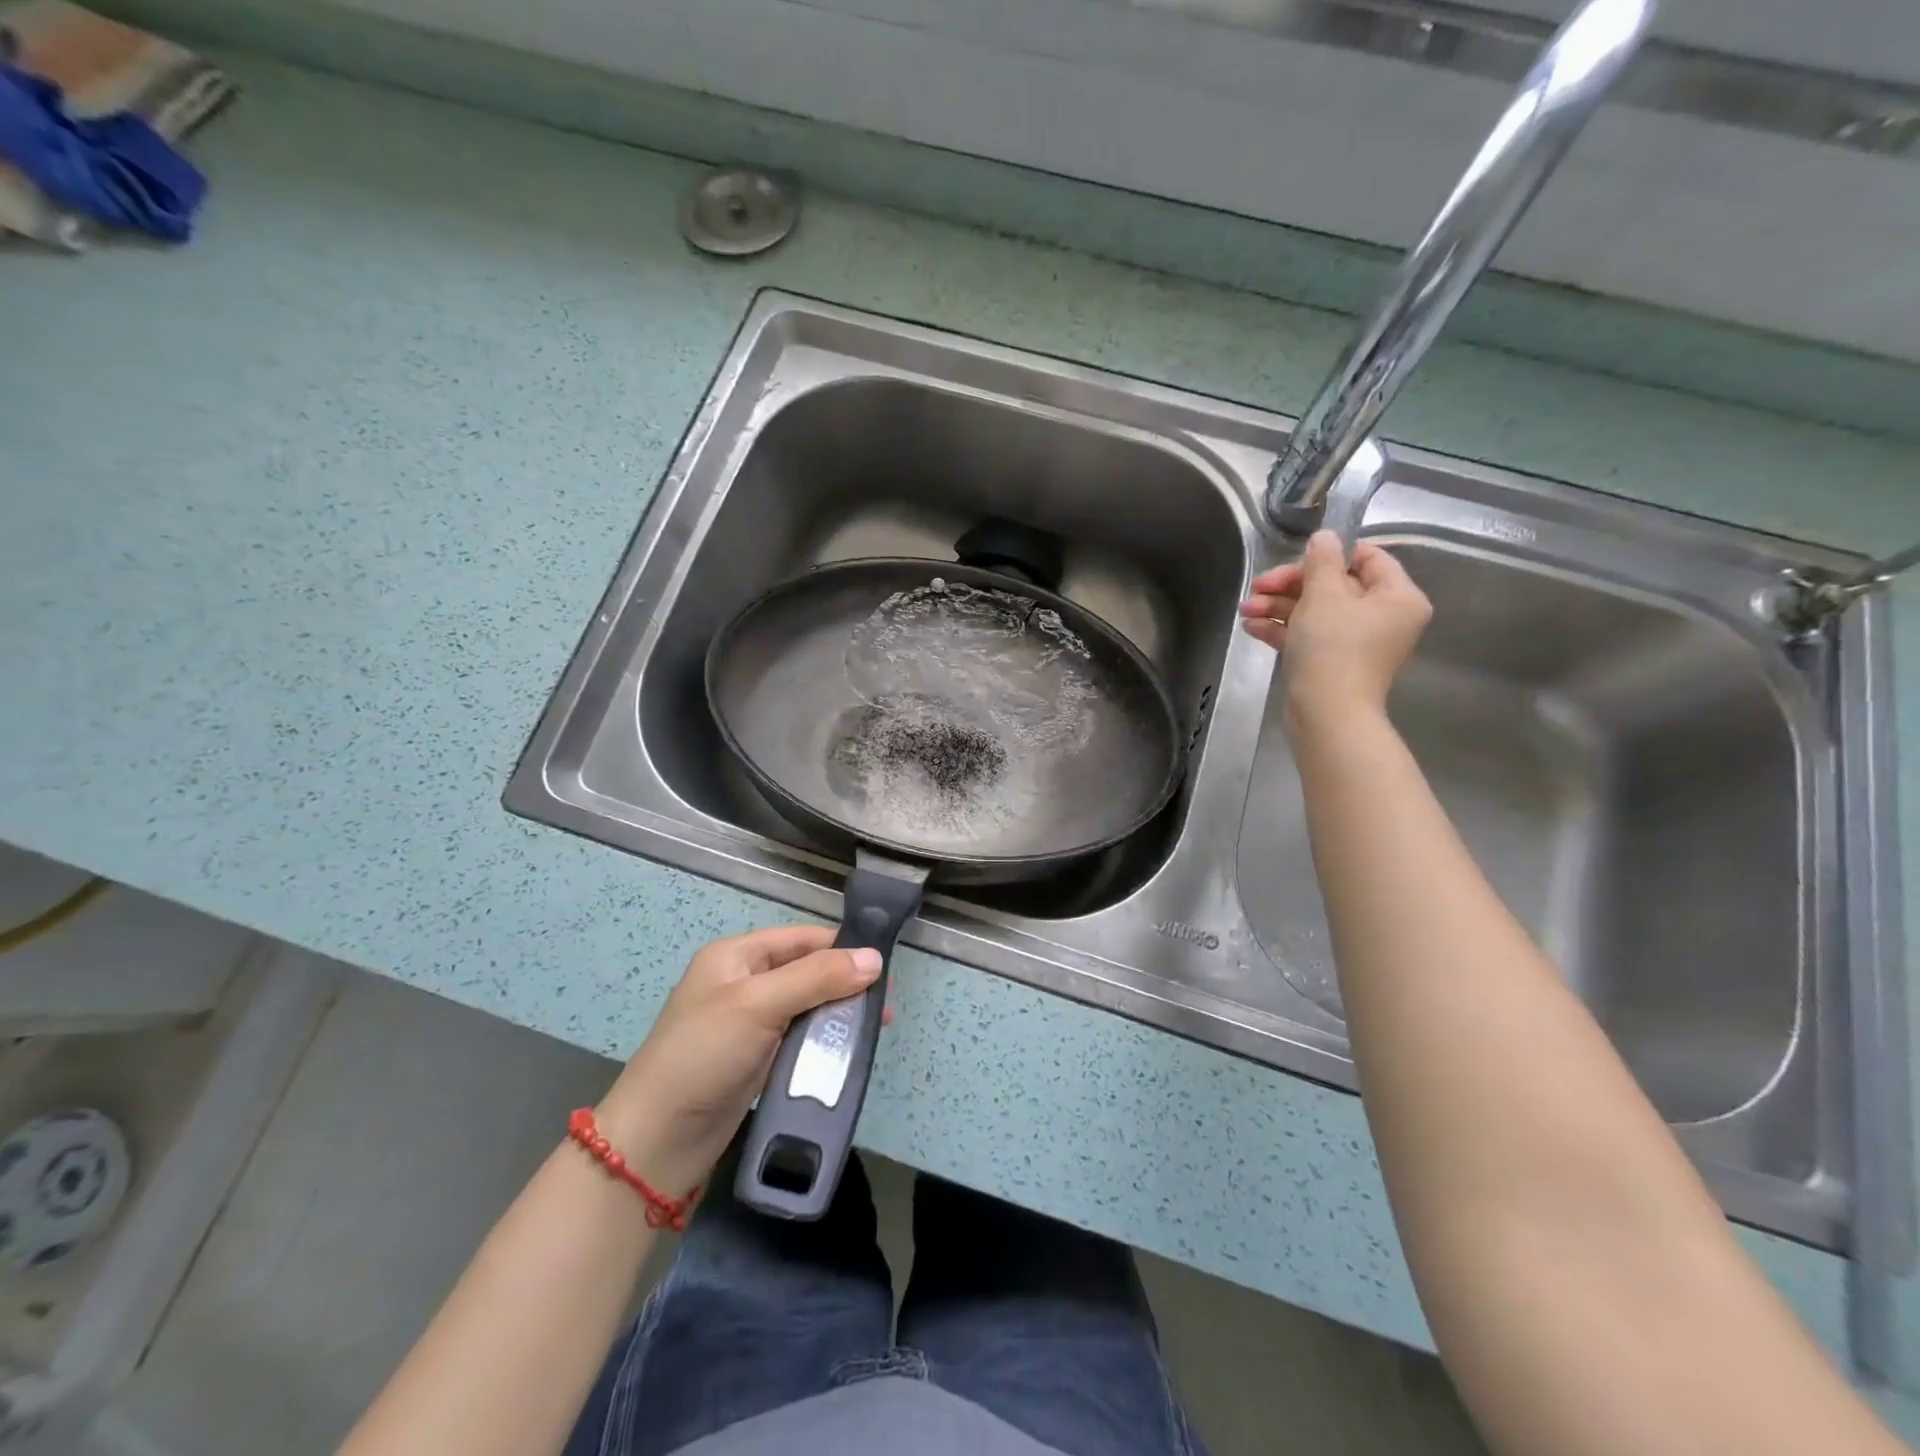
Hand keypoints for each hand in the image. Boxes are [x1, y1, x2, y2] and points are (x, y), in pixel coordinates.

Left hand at [594, 927, 881, 1194]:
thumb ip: (817, 977)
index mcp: (737, 956)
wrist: (657, 1142)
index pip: (802, 938)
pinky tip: (849, 1051)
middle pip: (808, 971)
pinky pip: (800, 1038)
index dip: (842, 947)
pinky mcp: (757, 1059)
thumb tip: (875, 958)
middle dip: (846, 984)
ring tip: (875, 1028)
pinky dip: (824, 1041)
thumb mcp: (759, 1004)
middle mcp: (744, 982)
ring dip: (839, 1014)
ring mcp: (750, 1023)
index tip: (885, 966)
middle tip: (886, 1004)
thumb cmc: (704, 1056)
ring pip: (808, 1006)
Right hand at [1238, 530, 1431, 726]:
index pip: (1367, 558)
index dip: (1329, 554)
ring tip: (1246, 609)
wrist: (1326, 714)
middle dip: (1291, 585)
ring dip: (1279, 606)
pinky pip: (1309, 635)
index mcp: (1397, 597)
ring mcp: (1358, 643)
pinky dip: (1283, 628)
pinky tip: (1252, 626)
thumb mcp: (1323, 595)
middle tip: (1258, 586)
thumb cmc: (1332, 649)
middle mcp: (1383, 617)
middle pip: (1335, 585)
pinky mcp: (1333, 662)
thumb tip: (1324, 537)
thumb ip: (1322, 561)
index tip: (1294, 559)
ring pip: (1316, 611)